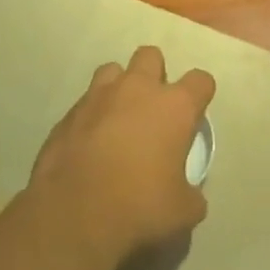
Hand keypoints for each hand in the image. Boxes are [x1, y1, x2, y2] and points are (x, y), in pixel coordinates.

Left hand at [29, 46, 213, 269]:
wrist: (73, 214)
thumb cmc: (139, 206)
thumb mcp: (183, 211)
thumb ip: (191, 193)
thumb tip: (189, 193)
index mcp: (174, 106)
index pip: (200, 80)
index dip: (201, 94)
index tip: (195, 114)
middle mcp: (137, 89)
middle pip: (151, 56)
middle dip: (155, 74)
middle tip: (153, 108)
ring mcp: (98, 96)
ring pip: (113, 70)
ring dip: (120, 87)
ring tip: (119, 117)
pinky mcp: (69, 113)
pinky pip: (86, 102)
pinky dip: (92, 115)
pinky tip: (91, 142)